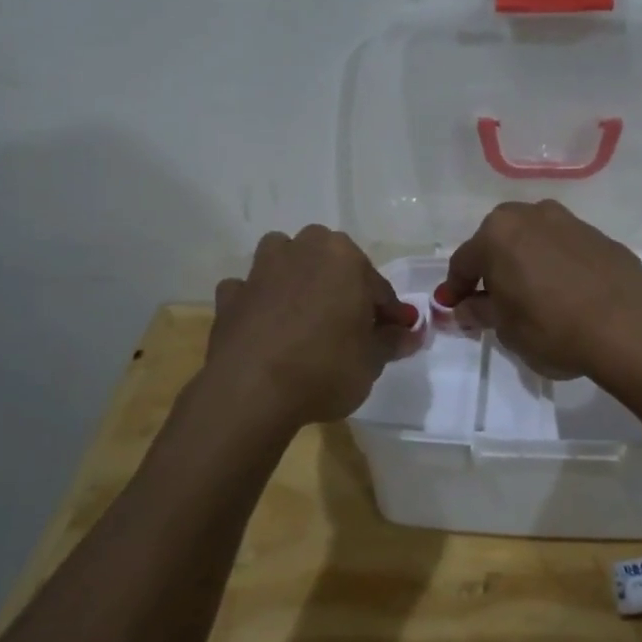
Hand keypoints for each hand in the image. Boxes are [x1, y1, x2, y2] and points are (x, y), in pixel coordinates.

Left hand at [207, 226, 415, 426]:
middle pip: (330, 262)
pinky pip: (250, 291)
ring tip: (306, 315)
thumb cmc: (325, 367)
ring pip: (285, 262)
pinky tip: (266, 326)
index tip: (395, 335)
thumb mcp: (372, 360)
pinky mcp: (230, 296)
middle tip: (351, 325)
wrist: (251, 391)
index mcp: (343, 256)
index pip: (377, 285)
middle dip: (342, 286)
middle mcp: (301, 250)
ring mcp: (260, 270)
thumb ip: (392, 341)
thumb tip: (410, 334)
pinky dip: (259, 302)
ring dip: (296, 279)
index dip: (388, 312)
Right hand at [433, 201, 641, 380]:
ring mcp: (570, 222)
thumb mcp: (505, 329)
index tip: (452, 309)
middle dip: (491, 269)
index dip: (455, 289)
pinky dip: (556, 266)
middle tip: (491, 300)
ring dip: (525, 263)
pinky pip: (564, 250)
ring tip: (531, 295)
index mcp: (498, 234)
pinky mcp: (600, 237)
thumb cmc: (552, 328)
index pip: (464, 262)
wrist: (627, 328)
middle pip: (498, 242)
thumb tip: (466, 308)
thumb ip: (480, 312)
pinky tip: (564, 293)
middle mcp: (531, 215)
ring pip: (534, 241)